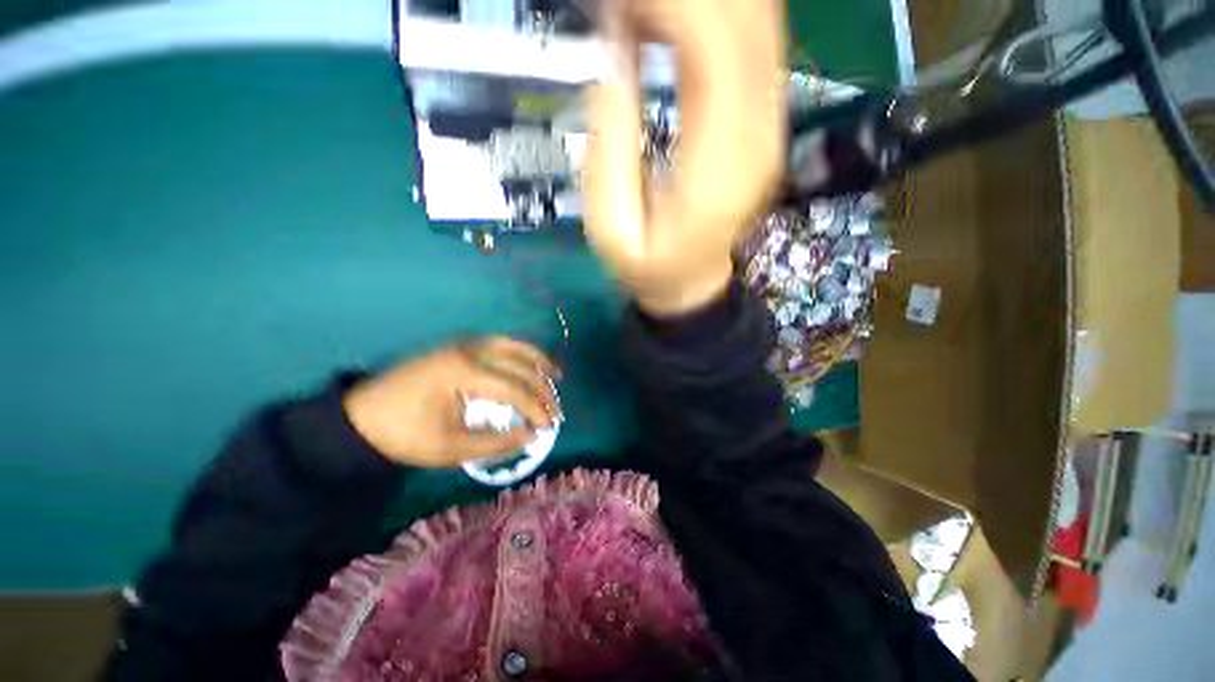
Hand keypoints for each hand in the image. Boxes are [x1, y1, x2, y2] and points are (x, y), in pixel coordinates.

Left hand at [343, 338, 560, 467]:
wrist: (363, 416)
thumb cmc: (406, 435)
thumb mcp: (450, 448)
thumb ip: (496, 443)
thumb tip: (531, 435)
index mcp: (465, 373)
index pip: (515, 389)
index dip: (536, 409)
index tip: (549, 428)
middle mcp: (471, 350)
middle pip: (520, 366)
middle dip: (543, 390)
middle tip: (555, 412)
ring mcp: (466, 343)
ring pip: (515, 346)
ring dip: (538, 362)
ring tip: (556, 377)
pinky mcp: (461, 345)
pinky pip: (501, 344)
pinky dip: (521, 353)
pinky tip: (530, 363)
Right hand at [584, 0, 785, 315]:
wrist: (690, 282)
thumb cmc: (647, 266)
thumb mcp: (612, 230)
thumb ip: (610, 151)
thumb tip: (613, 67)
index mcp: (720, 171)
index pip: (716, 55)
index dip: (675, 8)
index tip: (624, 2)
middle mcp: (759, 139)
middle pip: (747, 26)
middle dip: (688, 0)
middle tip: (629, 5)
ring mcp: (769, 128)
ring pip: (758, 26)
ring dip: (705, 6)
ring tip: (645, 10)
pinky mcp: (763, 123)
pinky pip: (754, 46)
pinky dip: (718, 18)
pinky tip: (673, 18)